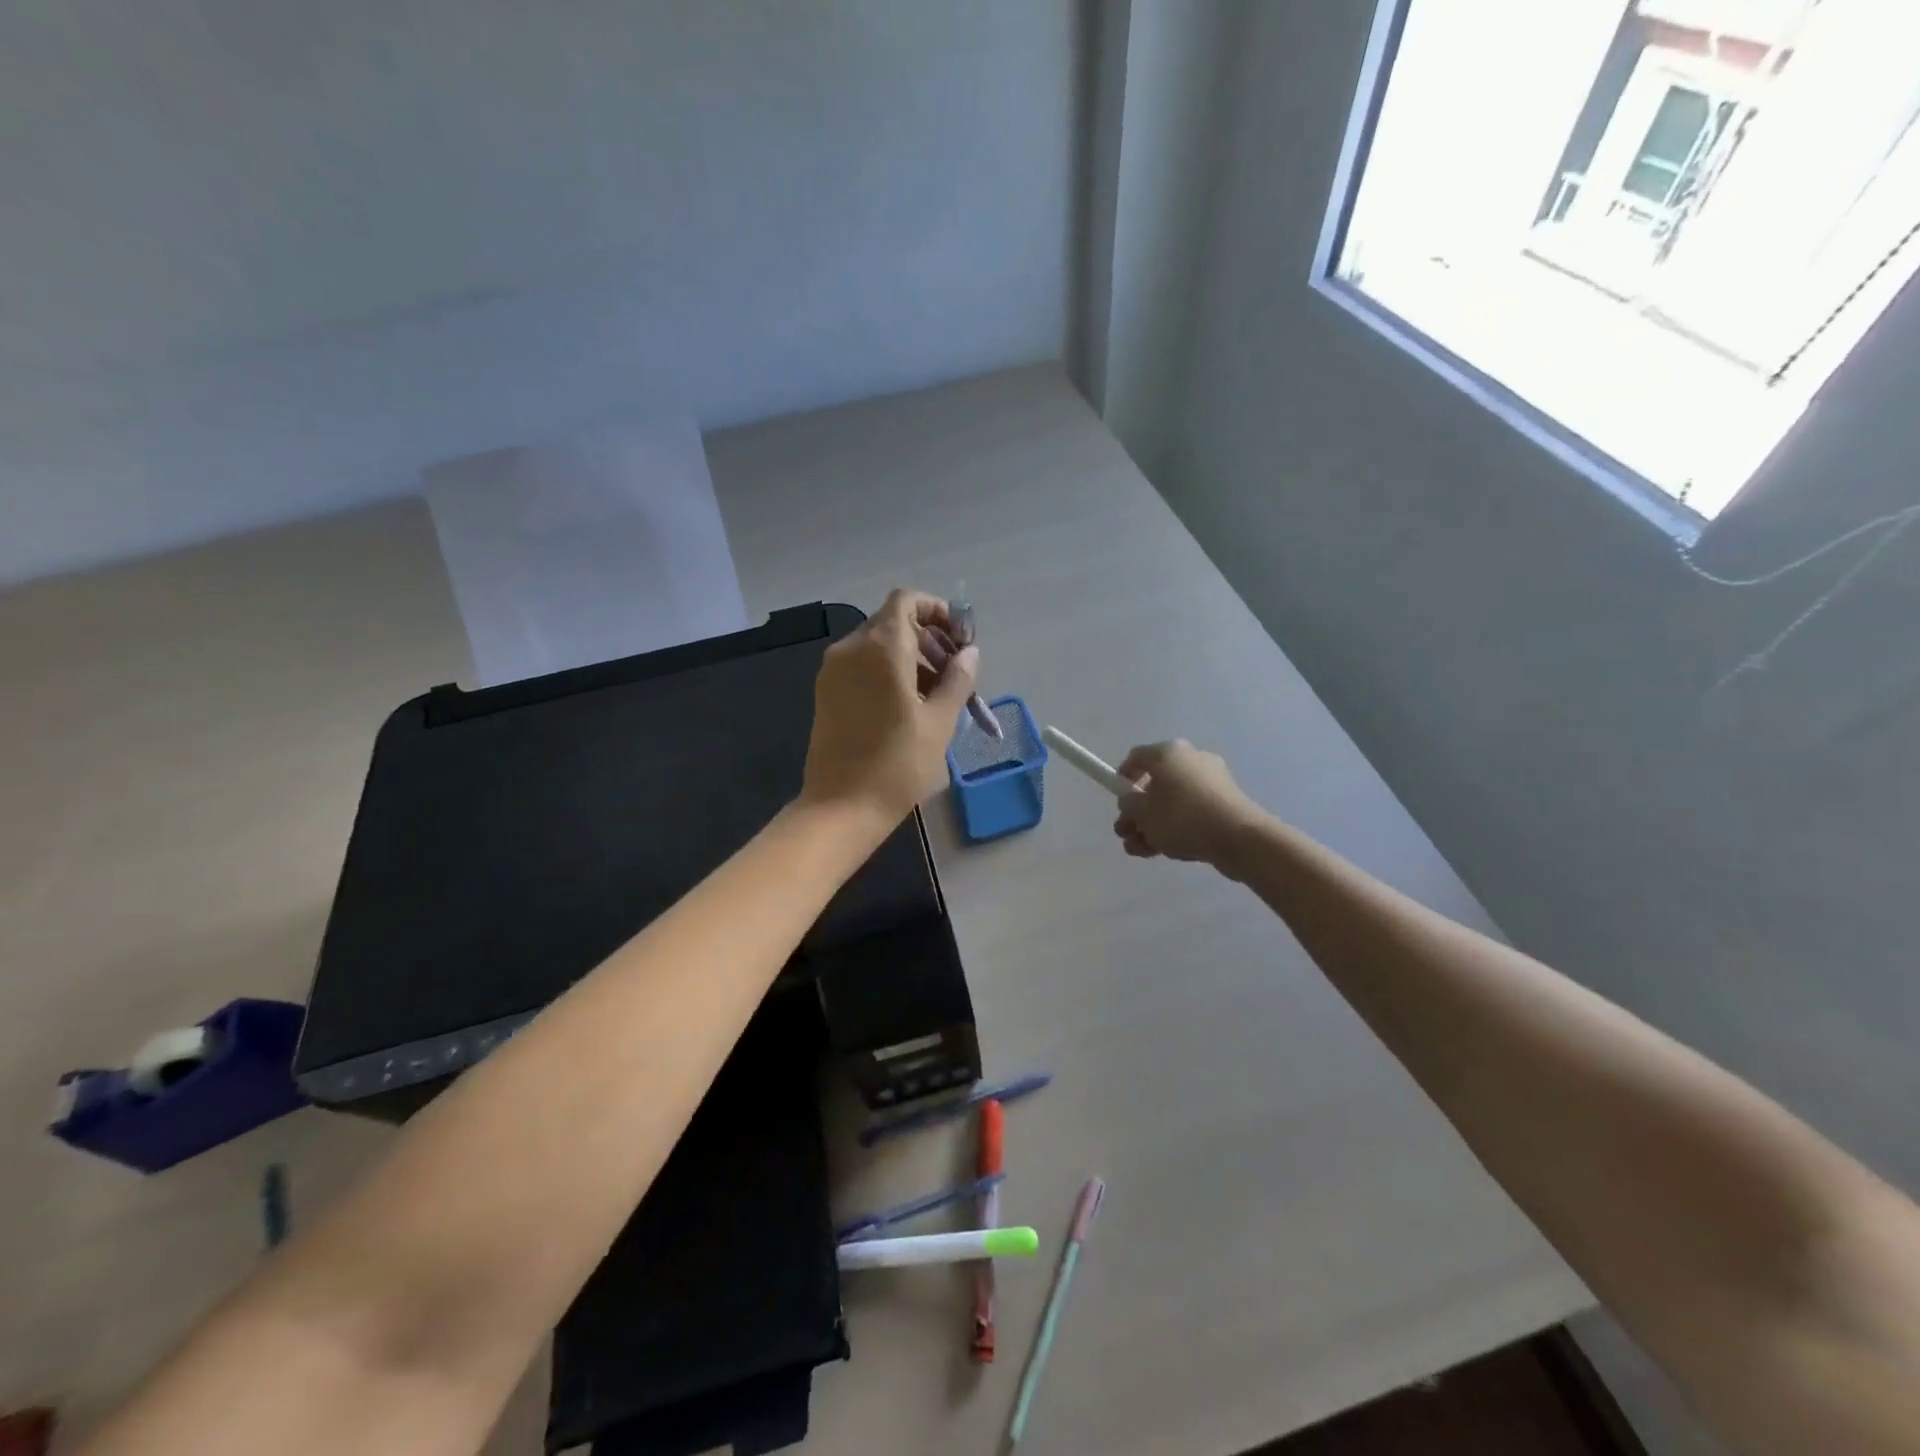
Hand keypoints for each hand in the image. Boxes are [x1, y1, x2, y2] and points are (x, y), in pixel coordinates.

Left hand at [801, 589, 979, 828]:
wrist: (840, 808)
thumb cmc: (897, 765)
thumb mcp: (940, 722)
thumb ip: (958, 679)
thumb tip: (970, 653)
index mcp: (881, 647)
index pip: (907, 601)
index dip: (937, 612)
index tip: (960, 642)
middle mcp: (851, 648)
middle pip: (894, 623)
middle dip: (929, 640)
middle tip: (955, 676)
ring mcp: (833, 670)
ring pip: (878, 646)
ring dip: (911, 659)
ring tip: (937, 697)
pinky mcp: (826, 692)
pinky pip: (862, 666)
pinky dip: (888, 672)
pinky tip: (907, 707)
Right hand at [1113, 740, 1267, 869]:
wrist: (1239, 839)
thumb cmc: (1183, 818)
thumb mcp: (1143, 813)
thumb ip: (1128, 805)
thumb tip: (1132, 802)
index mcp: (1168, 753)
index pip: (1136, 757)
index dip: (1122, 778)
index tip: (1118, 800)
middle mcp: (1190, 760)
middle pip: (1154, 783)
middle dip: (1136, 812)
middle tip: (1125, 833)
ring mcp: (1210, 782)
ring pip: (1172, 802)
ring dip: (1152, 825)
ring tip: (1139, 850)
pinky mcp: (1223, 803)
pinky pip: (1191, 811)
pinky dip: (1175, 827)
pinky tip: (1161, 851)